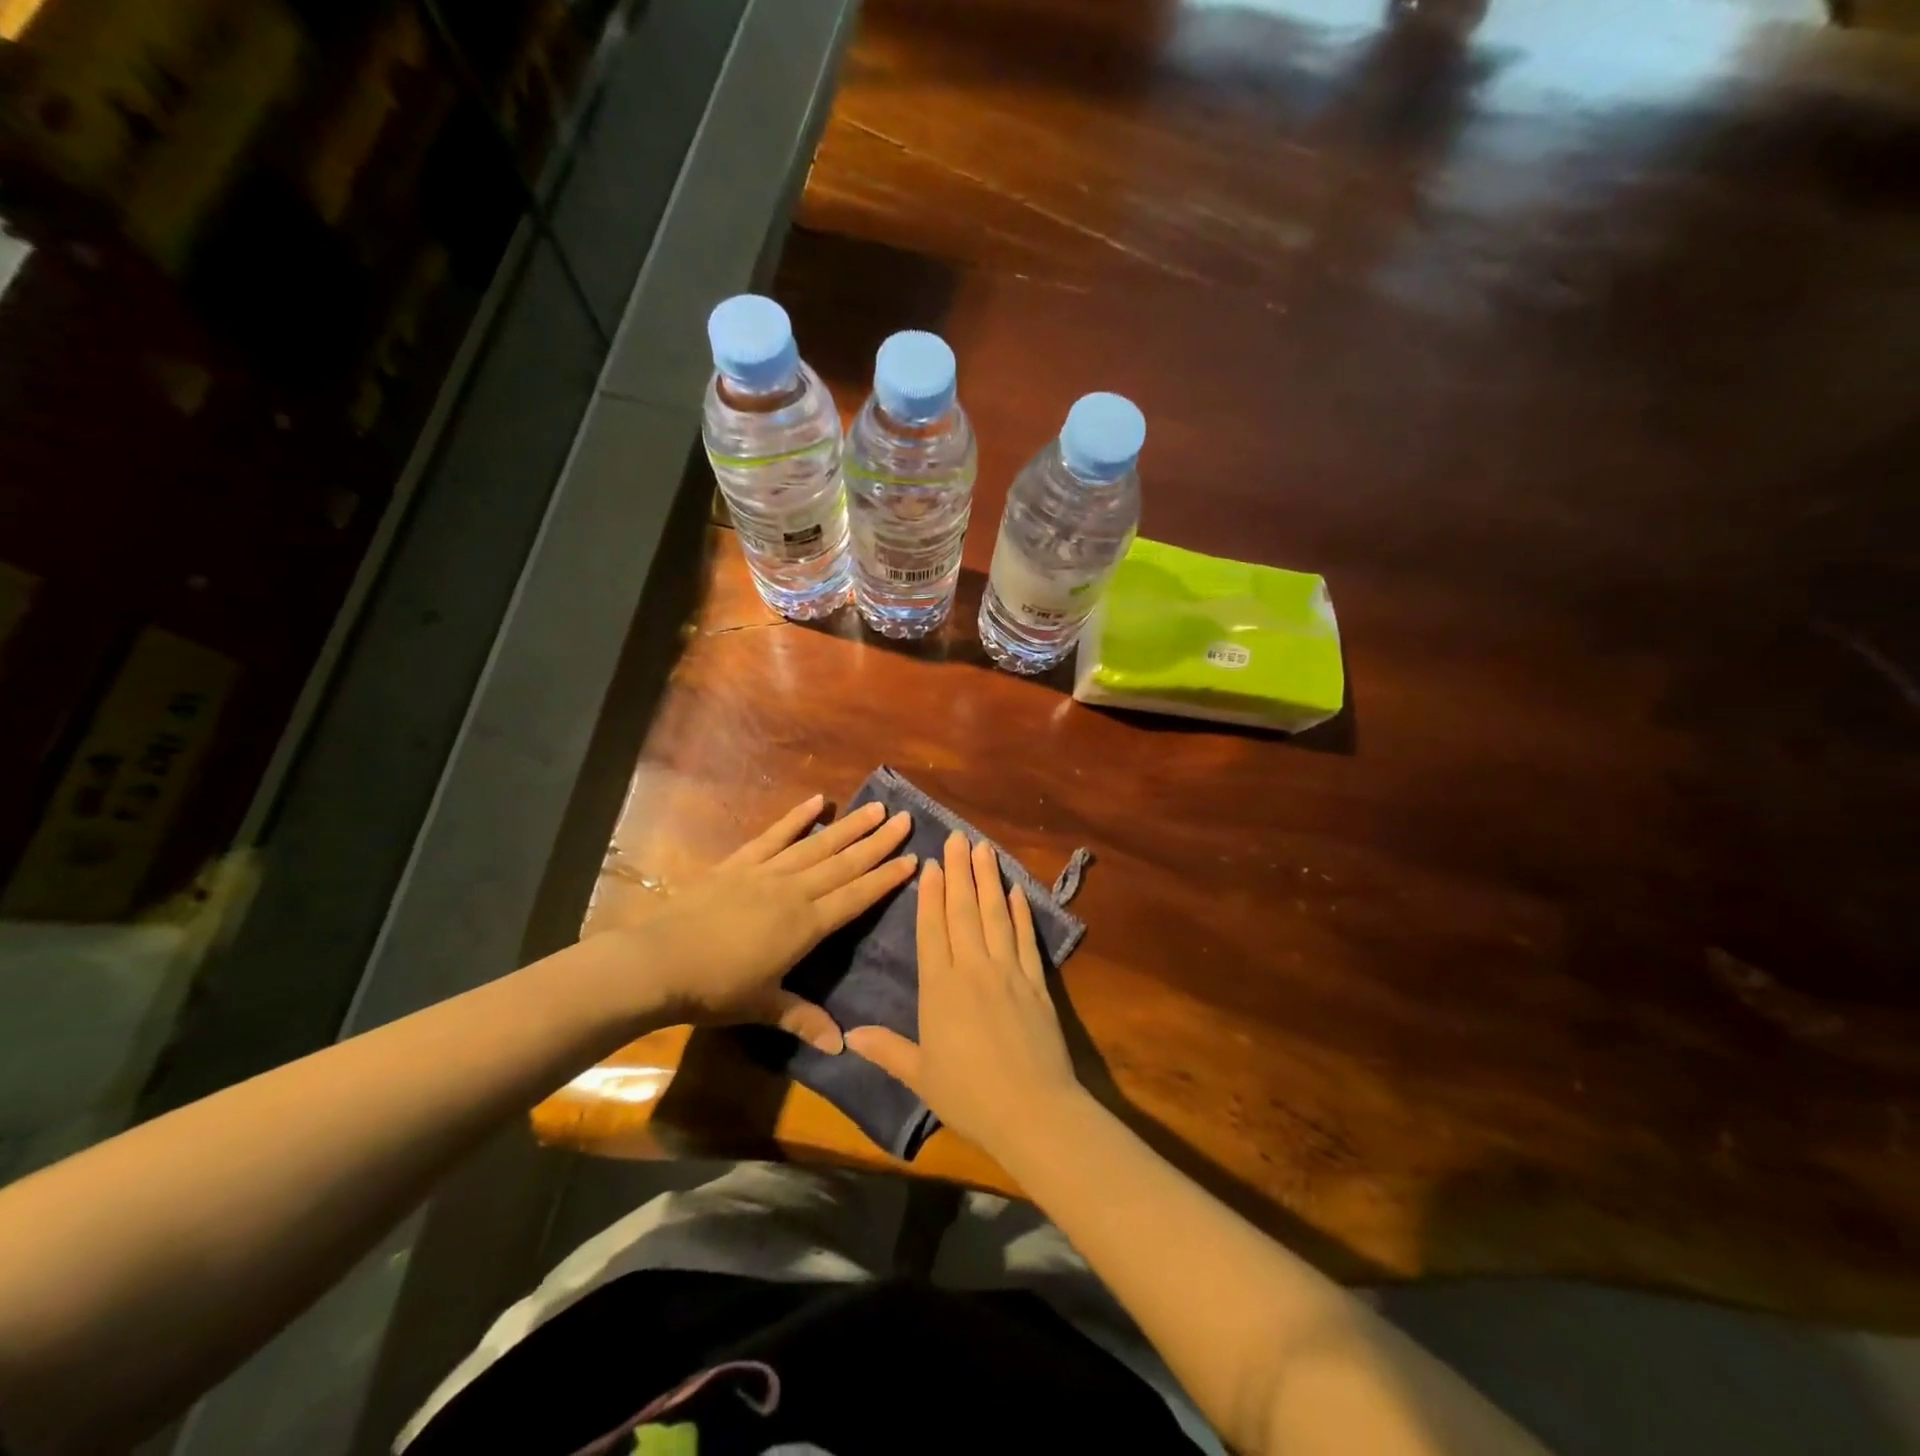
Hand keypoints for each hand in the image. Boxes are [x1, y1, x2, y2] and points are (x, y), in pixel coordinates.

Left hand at [605, 795, 915, 1051]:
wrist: (658, 961)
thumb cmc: (714, 989)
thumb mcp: (763, 1007)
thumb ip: (804, 1020)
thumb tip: (842, 1047)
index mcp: (806, 926)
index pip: (856, 897)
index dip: (885, 879)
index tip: (913, 858)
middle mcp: (794, 891)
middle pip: (844, 864)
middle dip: (877, 843)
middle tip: (905, 820)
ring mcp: (766, 872)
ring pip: (817, 845)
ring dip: (848, 826)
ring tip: (875, 808)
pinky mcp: (739, 863)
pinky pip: (774, 836)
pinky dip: (796, 818)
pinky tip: (817, 801)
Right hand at [846, 832, 1083, 1157]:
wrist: (1032, 1110)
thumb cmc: (968, 1094)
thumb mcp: (919, 1075)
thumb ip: (886, 1050)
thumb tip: (847, 1036)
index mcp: (940, 987)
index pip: (932, 929)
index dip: (930, 894)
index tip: (931, 862)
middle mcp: (974, 969)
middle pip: (964, 911)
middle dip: (959, 871)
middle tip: (957, 837)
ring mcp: (1009, 971)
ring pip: (995, 915)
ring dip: (989, 880)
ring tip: (984, 848)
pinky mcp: (1037, 982)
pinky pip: (1026, 939)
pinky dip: (1021, 912)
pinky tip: (1016, 891)